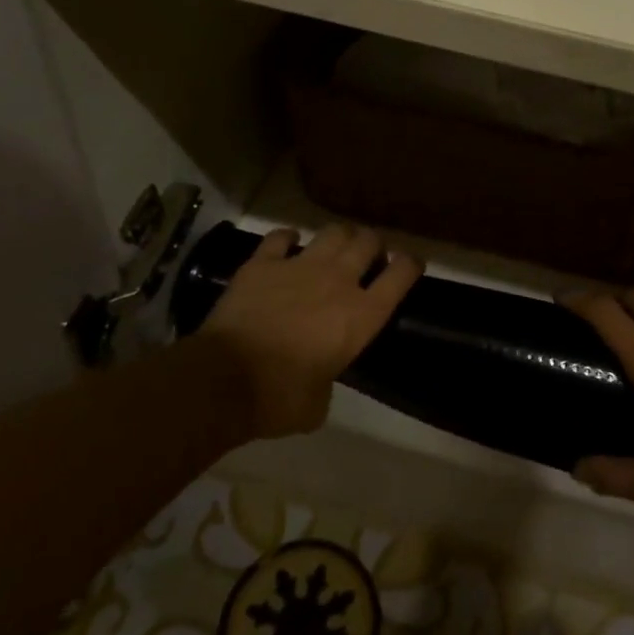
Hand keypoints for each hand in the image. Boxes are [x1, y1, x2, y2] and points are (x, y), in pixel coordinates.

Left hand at [199, 224, 421, 438]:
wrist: (223, 380)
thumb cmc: (279, 399)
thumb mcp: (318, 404)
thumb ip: (327, 381)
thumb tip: (319, 379)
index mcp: (361, 316)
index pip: (401, 274)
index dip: (410, 265)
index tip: (409, 266)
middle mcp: (337, 281)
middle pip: (368, 241)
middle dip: (372, 245)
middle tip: (366, 257)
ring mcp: (299, 266)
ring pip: (333, 231)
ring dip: (339, 237)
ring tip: (334, 247)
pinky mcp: (263, 263)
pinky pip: (280, 236)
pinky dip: (286, 239)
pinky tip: (287, 245)